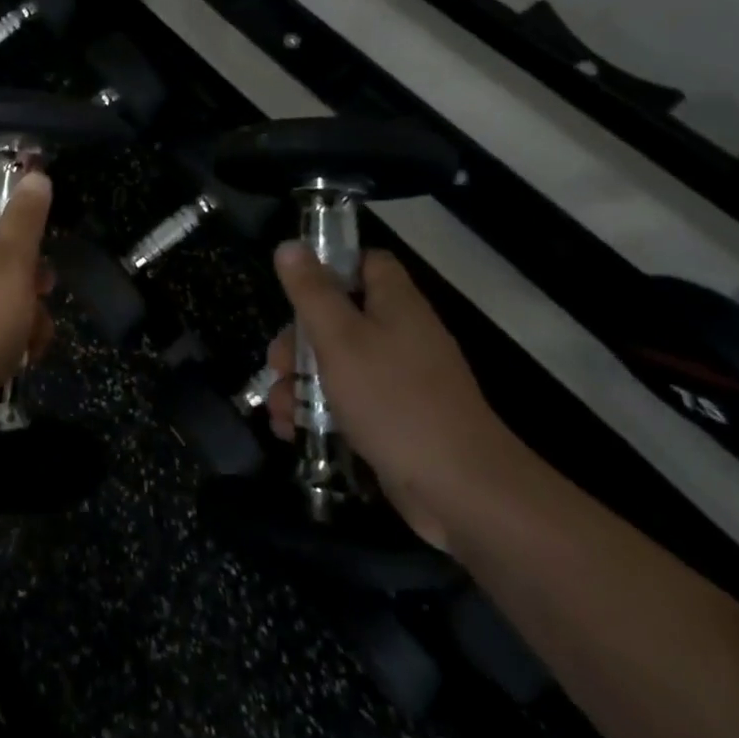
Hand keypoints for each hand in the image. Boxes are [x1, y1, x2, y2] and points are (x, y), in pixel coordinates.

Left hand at [0, 175, 56, 447]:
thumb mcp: (11, 263)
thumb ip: (25, 219)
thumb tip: (35, 176)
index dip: (3, 191)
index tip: (36, 208)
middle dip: (28, 264)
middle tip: (45, 282)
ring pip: (0, 287)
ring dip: (27, 306)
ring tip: (37, 330)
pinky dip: (12, 332)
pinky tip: (25, 354)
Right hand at [265, 245, 513, 549]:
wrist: (461, 491)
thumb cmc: (393, 400)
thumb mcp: (340, 338)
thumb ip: (311, 291)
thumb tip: (289, 246)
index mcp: (395, 304)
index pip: (366, 264)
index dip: (330, 267)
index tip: (295, 289)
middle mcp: (400, 335)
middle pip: (340, 318)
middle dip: (298, 341)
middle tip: (277, 365)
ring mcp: (400, 382)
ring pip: (338, 365)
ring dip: (299, 383)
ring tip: (277, 409)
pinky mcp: (396, 422)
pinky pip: (349, 403)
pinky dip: (318, 413)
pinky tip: (292, 432)